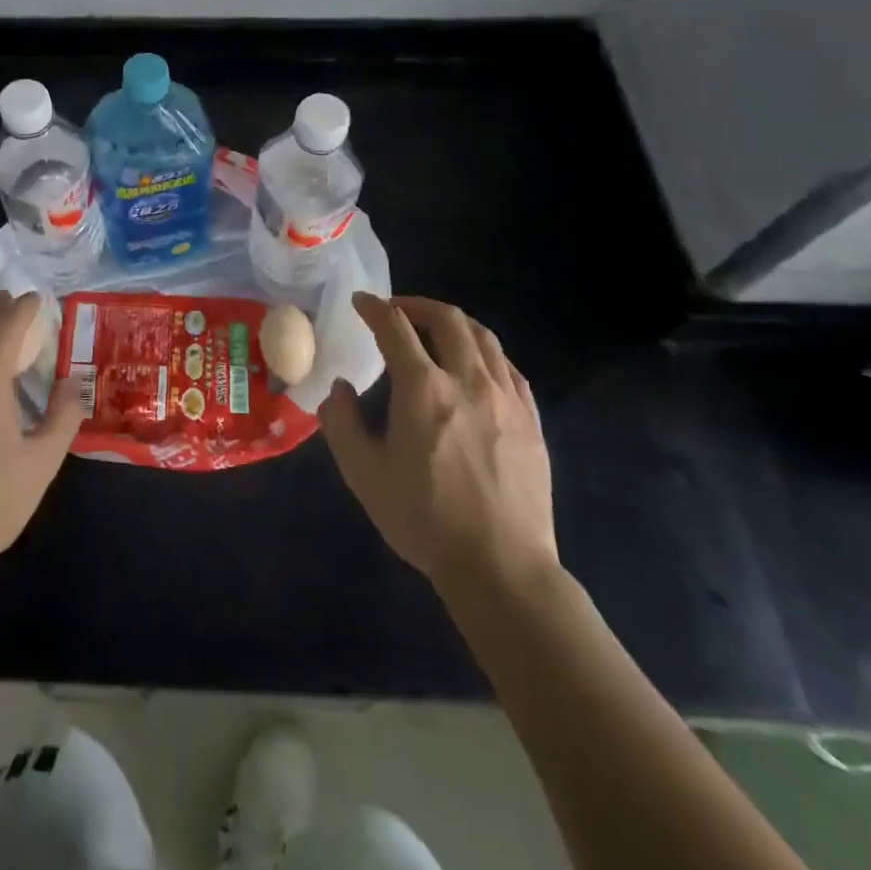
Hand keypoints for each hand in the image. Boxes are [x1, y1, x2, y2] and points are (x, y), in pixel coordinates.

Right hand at [319, 293, 557, 615]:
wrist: (501, 567)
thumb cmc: (424, 519)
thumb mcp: (363, 474)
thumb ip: (342, 422)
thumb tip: (340, 388)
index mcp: (423, 389)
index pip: (395, 327)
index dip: (374, 308)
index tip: (360, 302)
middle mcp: (468, 381)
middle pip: (447, 319)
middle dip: (417, 305)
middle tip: (397, 311)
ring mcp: (506, 399)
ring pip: (483, 338)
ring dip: (454, 323)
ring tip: (436, 330)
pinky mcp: (530, 421)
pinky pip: (509, 368)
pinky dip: (485, 353)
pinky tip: (475, 367)